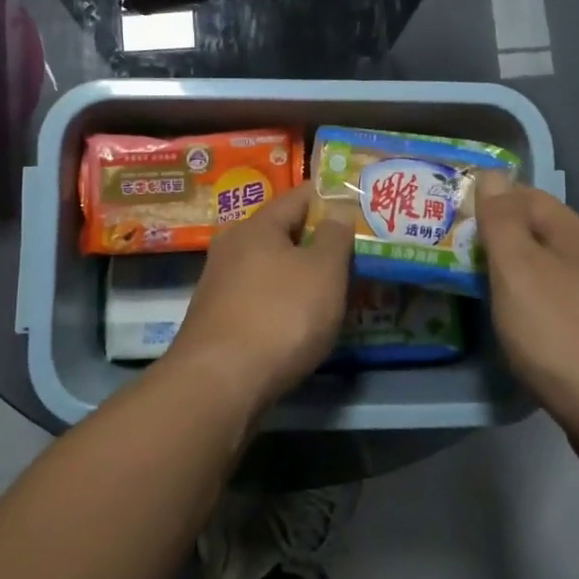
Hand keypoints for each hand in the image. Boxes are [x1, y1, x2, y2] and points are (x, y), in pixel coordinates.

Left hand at [166, 182, 354, 412]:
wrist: (220, 382)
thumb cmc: (280, 316)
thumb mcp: (323, 271)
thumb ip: (335, 235)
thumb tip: (337, 208)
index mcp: (257, 225)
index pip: (299, 196)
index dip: (331, 197)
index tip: (361, 205)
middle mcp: (232, 246)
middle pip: (282, 232)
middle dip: (317, 239)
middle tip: (355, 251)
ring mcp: (220, 283)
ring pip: (271, 266)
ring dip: (300, 273)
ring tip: (336, 287)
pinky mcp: (218, 318)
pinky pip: (260, 296)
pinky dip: (284, 300)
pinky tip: (302, 319)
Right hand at [476, 173, 578, 426]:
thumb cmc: (560, 335)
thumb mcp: (519, 270)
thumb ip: (502, 222)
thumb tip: (493, 176)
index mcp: (576, 235)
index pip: (527, 196)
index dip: (488, 199)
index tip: (450, 215)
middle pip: (539, 233)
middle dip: (498, 238)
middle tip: (453, 253)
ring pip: (549, 270)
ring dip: (514, 272)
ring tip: (475, 286)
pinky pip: (558, 303)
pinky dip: (531, 303)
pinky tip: (516, 324)